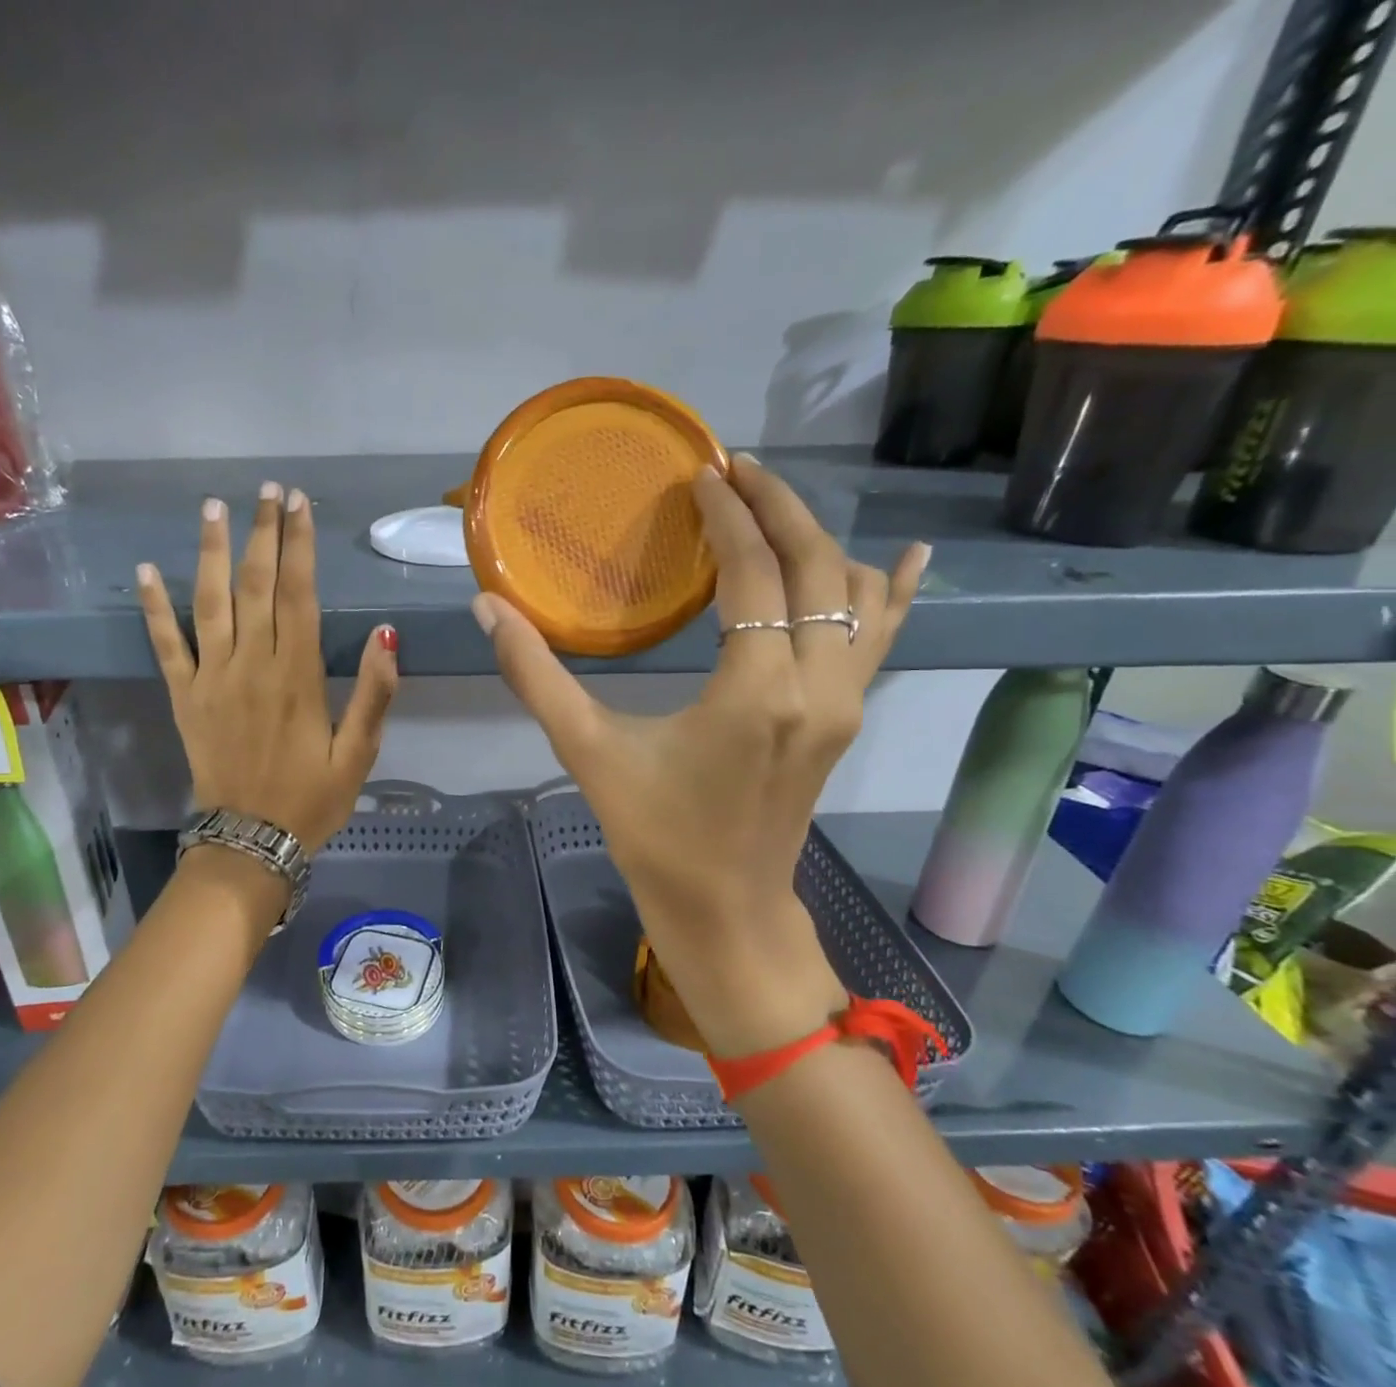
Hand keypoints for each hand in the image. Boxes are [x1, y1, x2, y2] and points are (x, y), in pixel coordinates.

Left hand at [138, 481, 398, 853]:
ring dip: (213, 552)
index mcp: (298, 677)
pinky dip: (156, 607)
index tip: (299, 504)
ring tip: (215, 508)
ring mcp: (212, 679)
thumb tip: (385, 635)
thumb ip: (375, 694)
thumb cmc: (312, 799)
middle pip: (256, 586)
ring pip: (211, 602)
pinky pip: (166, 645)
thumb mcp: (359, 755)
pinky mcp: (185, 697)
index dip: (299, 545)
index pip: (299, 595)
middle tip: (267, 490)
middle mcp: (252, 666)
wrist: (251, 842)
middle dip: (263, 533)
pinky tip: (149, 570)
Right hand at [476, 453, 927, 1055]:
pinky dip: (892, 592)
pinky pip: (881, 638)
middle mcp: (818, 686)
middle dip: (778, 507)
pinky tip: (910, 558)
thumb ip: (535, 676)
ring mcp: (845, 702)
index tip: (700, 477)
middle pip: (816, 566)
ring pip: (856, 595)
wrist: (724, 909)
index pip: (754, 573)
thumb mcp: (586, 752)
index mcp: (757, 691)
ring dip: (818, 539)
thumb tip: (486, 608)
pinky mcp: (848, 717)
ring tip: (776, 501)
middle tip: (735, 469)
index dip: (728, 517)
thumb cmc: (655, 836)